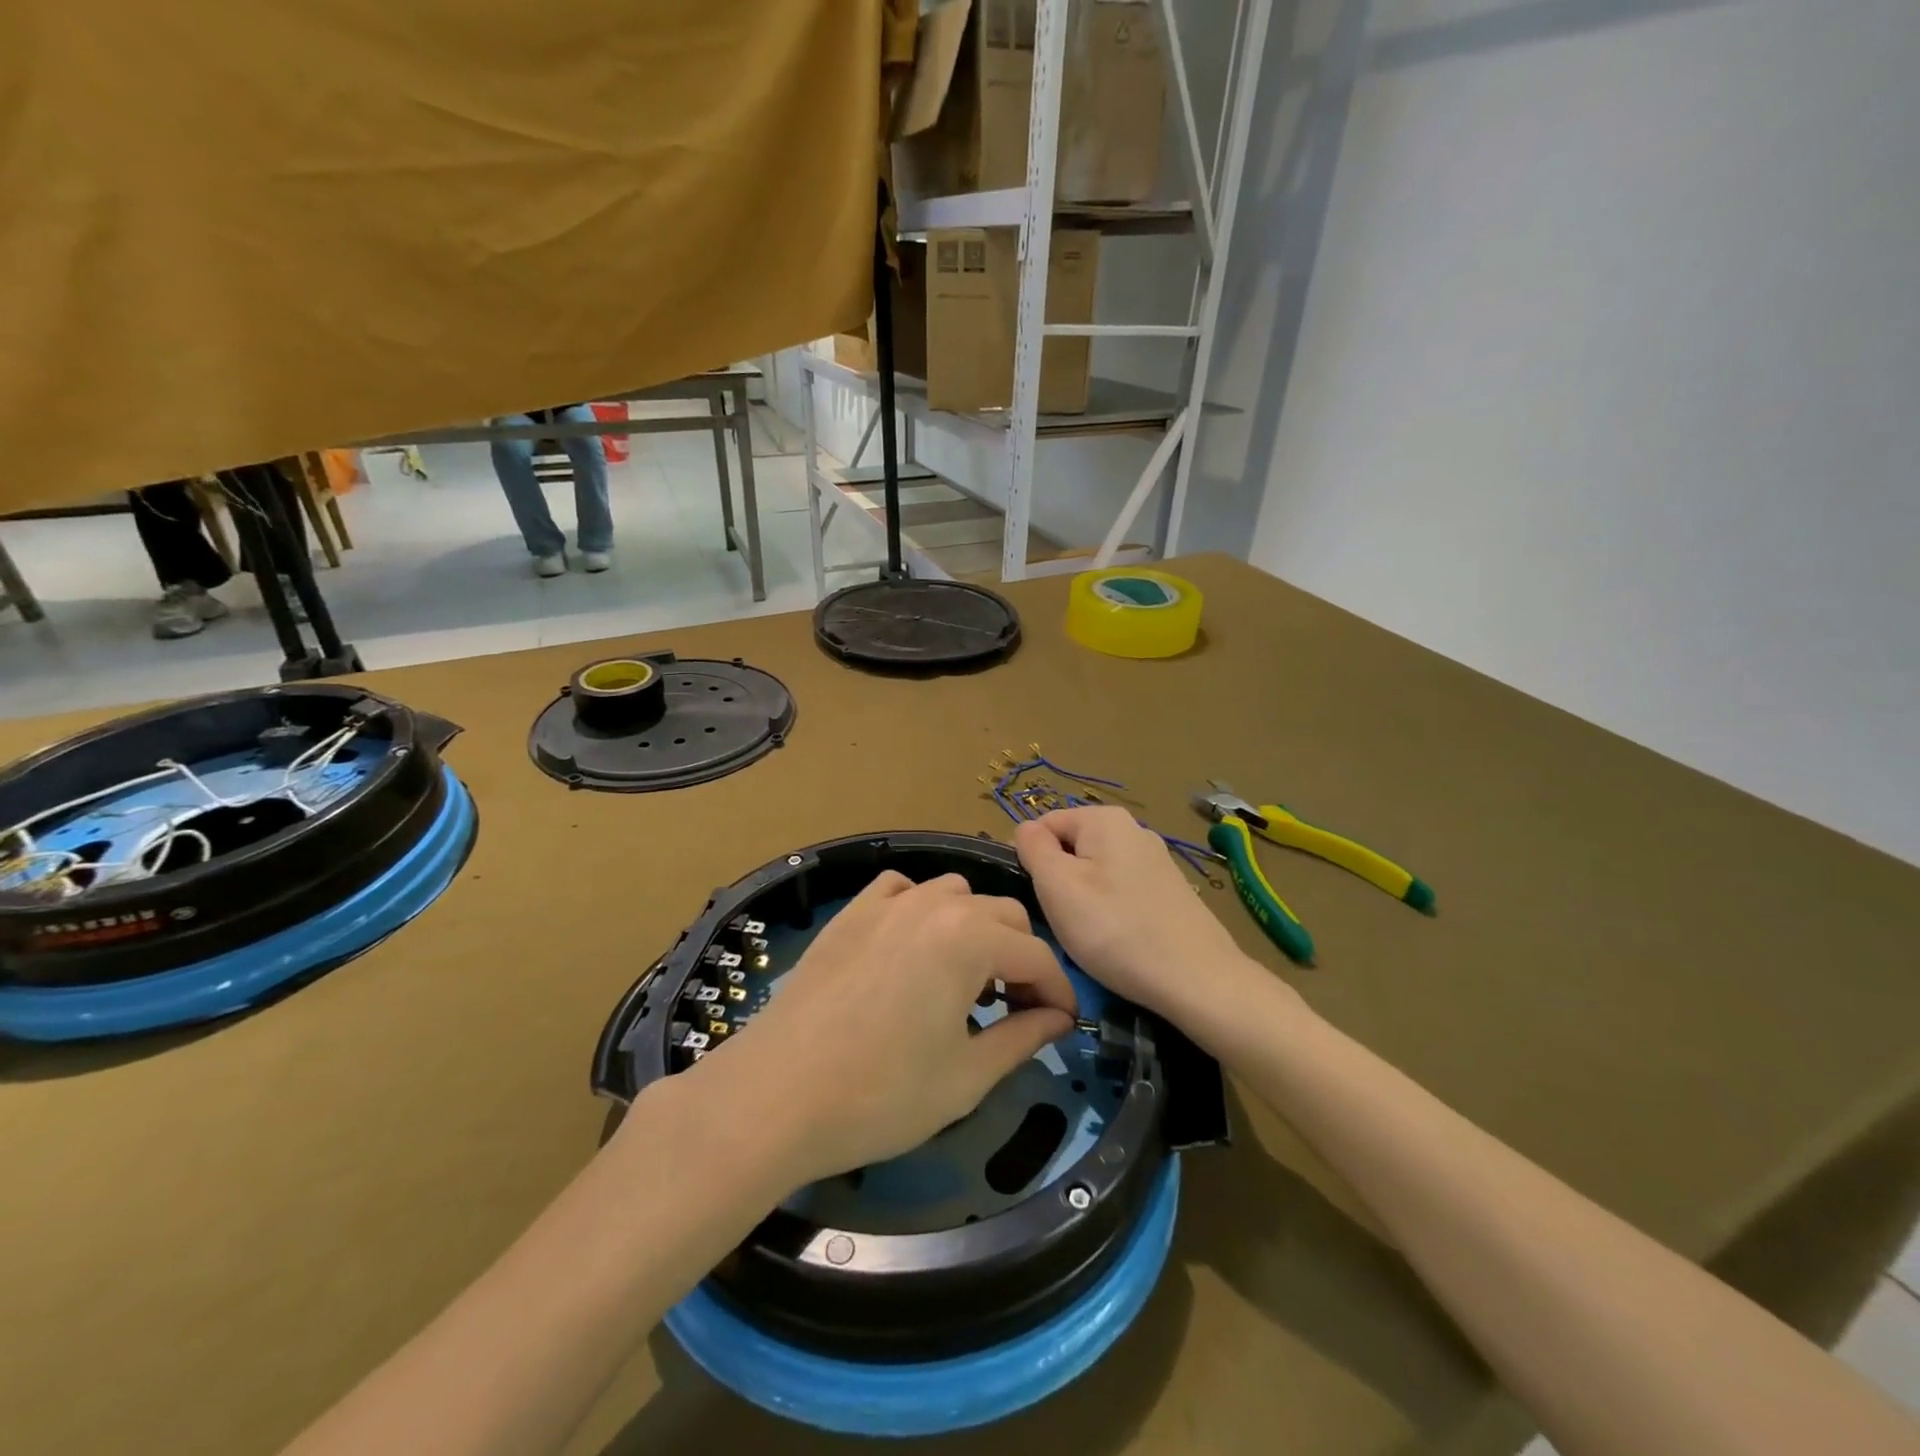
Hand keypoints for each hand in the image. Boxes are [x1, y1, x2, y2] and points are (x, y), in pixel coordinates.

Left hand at [696, 870, 1078, 1189]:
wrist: (776, 1095)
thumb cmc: (880, 1095)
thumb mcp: (965, 1077)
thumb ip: (1023, 1038)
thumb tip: (1059, 1020)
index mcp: (969, 939)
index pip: (1036, 955)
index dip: (1057, 992)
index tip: (1062, 1025)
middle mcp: (933, 905)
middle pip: (1002, 915)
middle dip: (1020, 958)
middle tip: (1014, 1009)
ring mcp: (886, 903)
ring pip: (955, 894)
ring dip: (975, 929)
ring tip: (964, 980)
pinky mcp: (851, 913)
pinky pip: (902, 890)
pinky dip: (922, 909)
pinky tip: (912, 948)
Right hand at [1015, 806, 1254, 1023]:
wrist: (1197, 980)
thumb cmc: (1115, 929)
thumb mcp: (1057, 886)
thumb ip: (1033, 848)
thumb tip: (1025, 829)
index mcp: (1104, 818)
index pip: (1043, 825)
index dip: (1030, 861)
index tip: (1036, 900)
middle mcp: (1133, 829)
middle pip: (1071, 848)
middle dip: (1058, 882)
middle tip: (1061, 921)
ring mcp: (1155, 860)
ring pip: (1095, 873)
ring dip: (1083, 902)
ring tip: (1090, 937)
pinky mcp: (1169, 891)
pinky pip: (1121, 892)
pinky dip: (1110, 914)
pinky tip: (1117, 942)